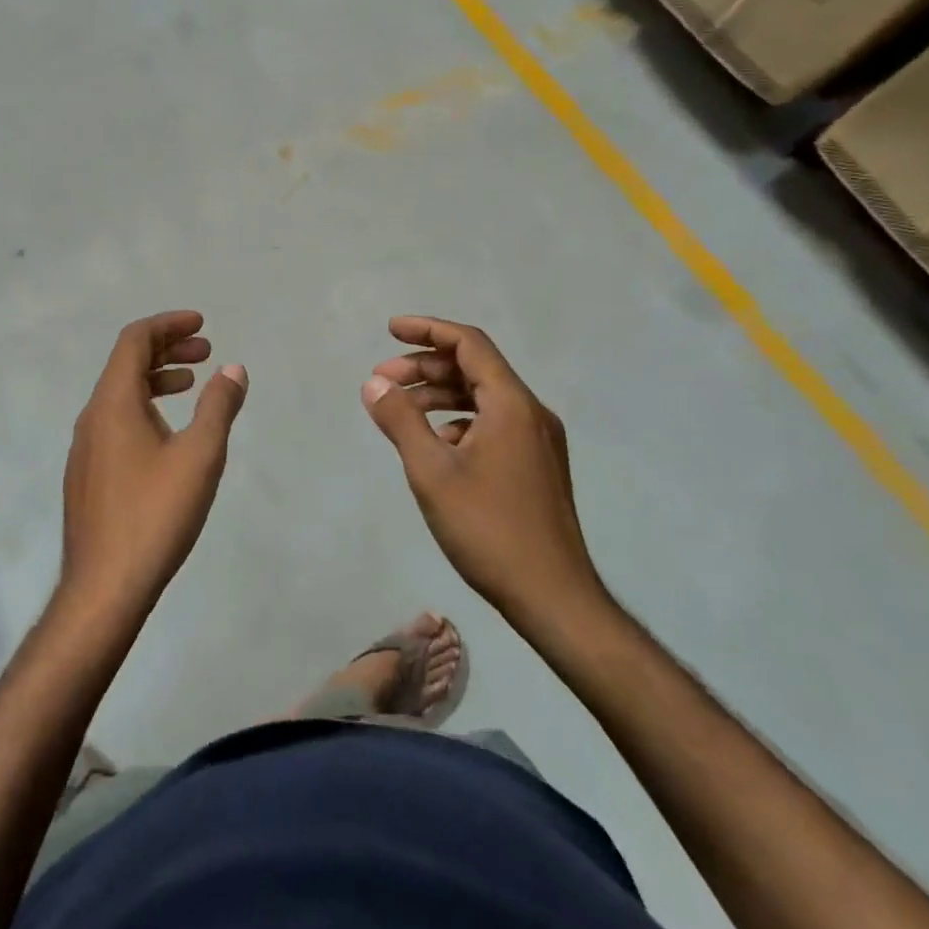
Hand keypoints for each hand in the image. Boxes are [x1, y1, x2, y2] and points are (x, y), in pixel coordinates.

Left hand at [60, 311, 247, 621]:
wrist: (103, 587)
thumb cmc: (155, 514)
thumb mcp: (199, 456)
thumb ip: (218, 407)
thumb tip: (233, 368)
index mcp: (113, 402)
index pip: (135, 340)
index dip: (168, 324)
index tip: (201, 324)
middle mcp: (92, 416)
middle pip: (126, 363)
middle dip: (167, 349)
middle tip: (206, 351)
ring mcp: (85, 446)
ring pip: (120, 393)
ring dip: (157, 379)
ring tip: (192, 384)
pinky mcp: (87, 473)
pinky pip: (116, 420)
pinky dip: (145, 406)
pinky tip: (168, 432)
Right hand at [363, 316, 610, 642]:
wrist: (554, 598)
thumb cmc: (489, 529)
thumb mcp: (432, 472)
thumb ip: (401, 421)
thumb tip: (374, 383)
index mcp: (511, 405)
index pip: (469, 344)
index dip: (428, 330)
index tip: (391, 330)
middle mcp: (530, 413)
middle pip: (475, 368)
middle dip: (426, 366)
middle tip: (383, 378)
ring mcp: (538, 441)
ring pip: (483, 398)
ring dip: (439, 394)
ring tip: (399, 409)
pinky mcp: (536, 466)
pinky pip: (492, 423)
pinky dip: (458, 421)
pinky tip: (434, 444)